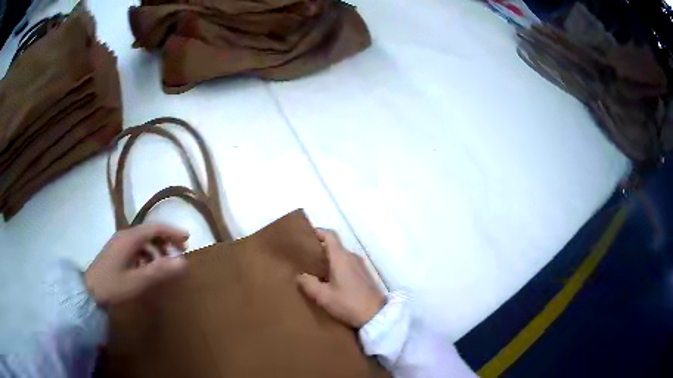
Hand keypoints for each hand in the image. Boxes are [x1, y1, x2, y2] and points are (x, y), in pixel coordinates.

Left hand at [85, 224, 188, 306]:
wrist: (88, 292)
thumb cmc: (113, 285)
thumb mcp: (138, 280)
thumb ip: (160, 271)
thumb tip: (184, 263)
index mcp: (129, 238)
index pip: (155, 228)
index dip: (172, 232)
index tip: (188, 239)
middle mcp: (125, 236)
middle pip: (150, 232)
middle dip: (166, 240)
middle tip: (180, 252)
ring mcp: (119, 244)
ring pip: (143, 240)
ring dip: (157, 249)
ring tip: (166, 264)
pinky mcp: (117, 253)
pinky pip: (136, 248)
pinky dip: (147, 255)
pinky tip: (149, 269)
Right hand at [297, 229, 385, 327]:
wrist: (376, 315)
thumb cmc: (348, 303)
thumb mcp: (324, 296)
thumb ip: (309, 284)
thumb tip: (300, 275)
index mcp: (341, 257)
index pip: (329, 235)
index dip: (317, 232)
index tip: (305, 236)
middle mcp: (352, 257)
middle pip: (334, 245)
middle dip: (319, 249)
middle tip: (304, 258)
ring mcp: (360, 266)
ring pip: (341, 256)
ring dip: (328, 260)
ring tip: (314, 271)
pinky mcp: (364, 275)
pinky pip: (347, 265)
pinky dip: (336, 267)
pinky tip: (329, 281)